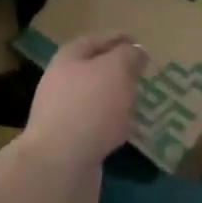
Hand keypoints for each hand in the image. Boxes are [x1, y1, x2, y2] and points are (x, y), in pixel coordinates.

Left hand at [21, 32, 145, 181]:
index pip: (95, 40)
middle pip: (93, 70)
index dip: (117, 38)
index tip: (138, 43)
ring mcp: (63, 114)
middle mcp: (61, 82)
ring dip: (116, 100)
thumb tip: (135, 52)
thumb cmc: (90, 106)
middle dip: (117, 71)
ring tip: (139, 102)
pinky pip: (96, 126)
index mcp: (69, 58)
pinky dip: (112, 125)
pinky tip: (128, 131)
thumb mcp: (116, 70)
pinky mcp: (69, 142)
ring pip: (95, 99)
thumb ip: (128, 56)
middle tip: (142, 74)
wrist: (59, 163)